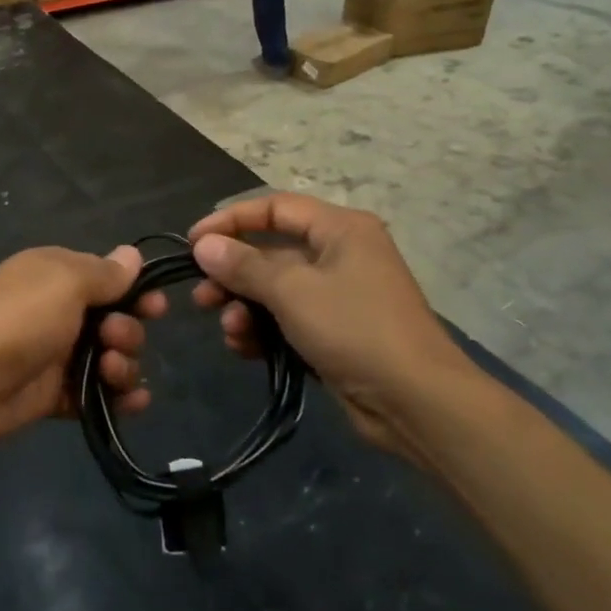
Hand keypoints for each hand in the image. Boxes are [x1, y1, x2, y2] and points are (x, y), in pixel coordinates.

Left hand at [0, 246, 165, 459]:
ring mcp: (56, 354)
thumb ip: (104, 273)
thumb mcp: (64, 282)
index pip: (108, 277)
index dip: (136, 291)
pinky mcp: (53, 395)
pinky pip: (97, 394)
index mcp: (56, 274)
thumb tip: (132, 254)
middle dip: (128, 330)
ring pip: (110, 358)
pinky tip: (133, 403)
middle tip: (114, 339)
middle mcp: (58, 310)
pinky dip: (118, 397)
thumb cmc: (18, 320)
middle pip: (115, 319)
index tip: (156, 306)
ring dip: (124, 365)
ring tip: (110, 372)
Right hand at [188, 194, 472, 459]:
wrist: (416, 402)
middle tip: (202, 296)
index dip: (231, 220)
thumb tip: (203, 245)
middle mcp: (340, 254)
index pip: (275, 208)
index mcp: (340, 229)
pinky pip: (288, 320)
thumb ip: (244, 265)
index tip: (193, 242)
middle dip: (233, 274)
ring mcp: (339, 296)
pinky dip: (264, 330)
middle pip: (272, 251)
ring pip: (276, 290)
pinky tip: (245, 349)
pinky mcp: (335, 332)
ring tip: (229, 330)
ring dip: (245, 307)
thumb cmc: (354, 329)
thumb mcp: (292, 291)